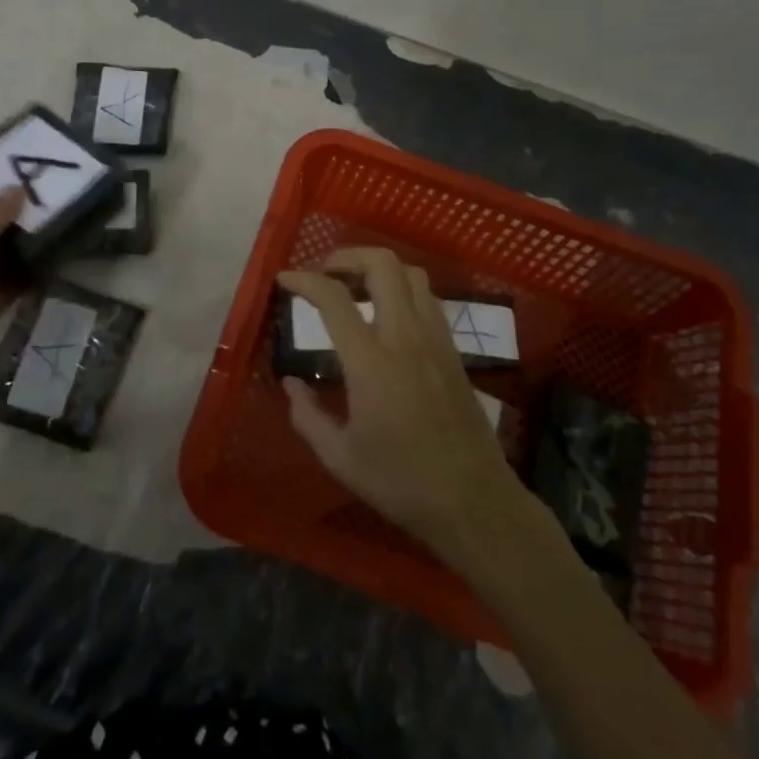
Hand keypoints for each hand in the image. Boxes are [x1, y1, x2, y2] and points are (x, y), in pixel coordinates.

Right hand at [279, 247, 522, 561]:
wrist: (474, 502)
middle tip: (324, 274)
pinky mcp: (453, 350)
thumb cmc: (401, 483)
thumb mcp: (340, 458)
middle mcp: (406, 337)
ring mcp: (435, 339)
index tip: (285, 280)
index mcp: (372, 362)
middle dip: (347, 256)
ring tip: (356, 289)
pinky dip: (402, 289)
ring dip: (379, 269)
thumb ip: (307, 417)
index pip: (334, 298)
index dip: (304, 280)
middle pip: (382, 264)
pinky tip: (388, 316)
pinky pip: (428, 298)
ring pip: (411, 273)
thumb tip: (290, 385)